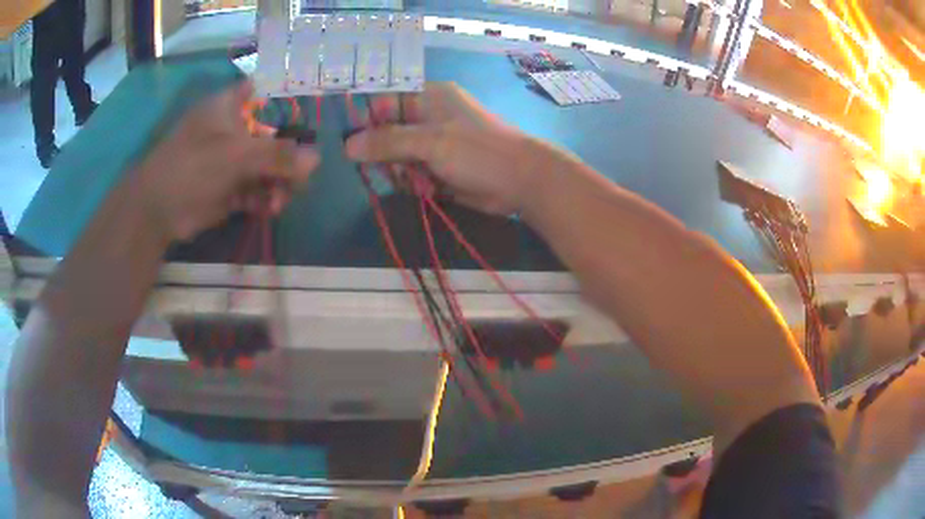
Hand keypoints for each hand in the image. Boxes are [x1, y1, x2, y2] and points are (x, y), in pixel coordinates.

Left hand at [134, 81, 318, 241]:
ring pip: (268, 165)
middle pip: (274, 134)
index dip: (292, 99)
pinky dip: (266, 199)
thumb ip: (276, 155)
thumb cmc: (190, 167)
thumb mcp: (234, 156)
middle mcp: (234, 129)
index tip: (314, 115)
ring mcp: (231, 160)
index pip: (268, 92)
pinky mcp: (229, 188)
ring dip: (279, 183)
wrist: (156, 211)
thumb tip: (317, 158)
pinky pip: (257, 189)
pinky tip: (271, 209)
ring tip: (279, 202)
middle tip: (300, 179)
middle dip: (289, 157)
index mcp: (231, 107)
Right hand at [346, 82, 557, 214]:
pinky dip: (415, 184)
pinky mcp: (439, 168)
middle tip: (393, 169)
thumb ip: (387, 142)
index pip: (382, 103)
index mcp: (427, 97)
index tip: (355, 147)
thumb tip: (347, 146)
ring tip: (418, 181)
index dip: (366, 123)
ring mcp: (433, 144)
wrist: (521, 181)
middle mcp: (427, 117)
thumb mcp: (430, 142)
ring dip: (401, 172)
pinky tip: (428, 189)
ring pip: (397, 158)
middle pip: (386, 133)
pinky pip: (412, 174)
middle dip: (385, 154)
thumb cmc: (477, 151)